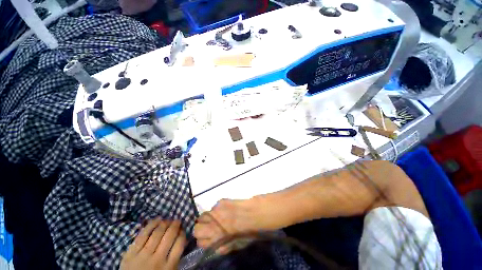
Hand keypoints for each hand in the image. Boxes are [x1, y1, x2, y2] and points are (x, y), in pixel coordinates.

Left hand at [120, 219, 185, 269]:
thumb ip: (175, 258)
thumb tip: (181, 239)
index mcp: (168, 267)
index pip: (179, 244)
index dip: (182, 233)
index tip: (182, 229)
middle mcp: (157, 260)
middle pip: (169, 236)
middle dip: (175, 225)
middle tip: (177, 221)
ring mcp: (143, 256)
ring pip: (156, 234)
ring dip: (164, 223)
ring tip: (167, 220)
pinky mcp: (131, 253)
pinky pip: (142, 235)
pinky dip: (150, 225)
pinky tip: (156, 220)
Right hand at [193, 199, 266, 253]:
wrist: (255, 213)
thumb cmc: (248, 231)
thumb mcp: (237, 245)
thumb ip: (224, 248)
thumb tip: (215, 247)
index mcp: (216, 239)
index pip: (200, 242)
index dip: (204, 241)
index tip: (209, 239)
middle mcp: (212, 225)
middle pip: (196, 229)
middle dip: (201, 230)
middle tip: (210, 228)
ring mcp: (215, 212)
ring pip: (203, 216)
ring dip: (208, 219)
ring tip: (217, 218)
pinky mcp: (220, 201)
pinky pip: (214, 207)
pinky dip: (217, 210)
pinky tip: (226, 209)